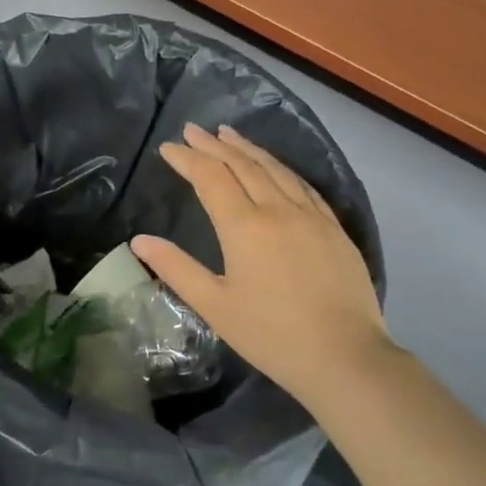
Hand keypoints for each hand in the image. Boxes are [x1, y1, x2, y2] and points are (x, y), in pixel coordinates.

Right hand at [132, 124, 391, 408]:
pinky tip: (275, 166)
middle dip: (214, 145)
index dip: (187, 159)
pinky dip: (281, 168)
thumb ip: (176, 268)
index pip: (210, 178)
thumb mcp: (215, 306)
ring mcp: (311, 215)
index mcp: (244, 226)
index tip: (168, 147)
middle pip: (242, 165)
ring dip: (248, 149)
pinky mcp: (334, 227)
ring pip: (275, 169)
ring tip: (228, 134)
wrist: (345, 356)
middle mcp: (278, 209)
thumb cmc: (271, 334)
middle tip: (193, 129)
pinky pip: (302, 185)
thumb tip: (139, 240)